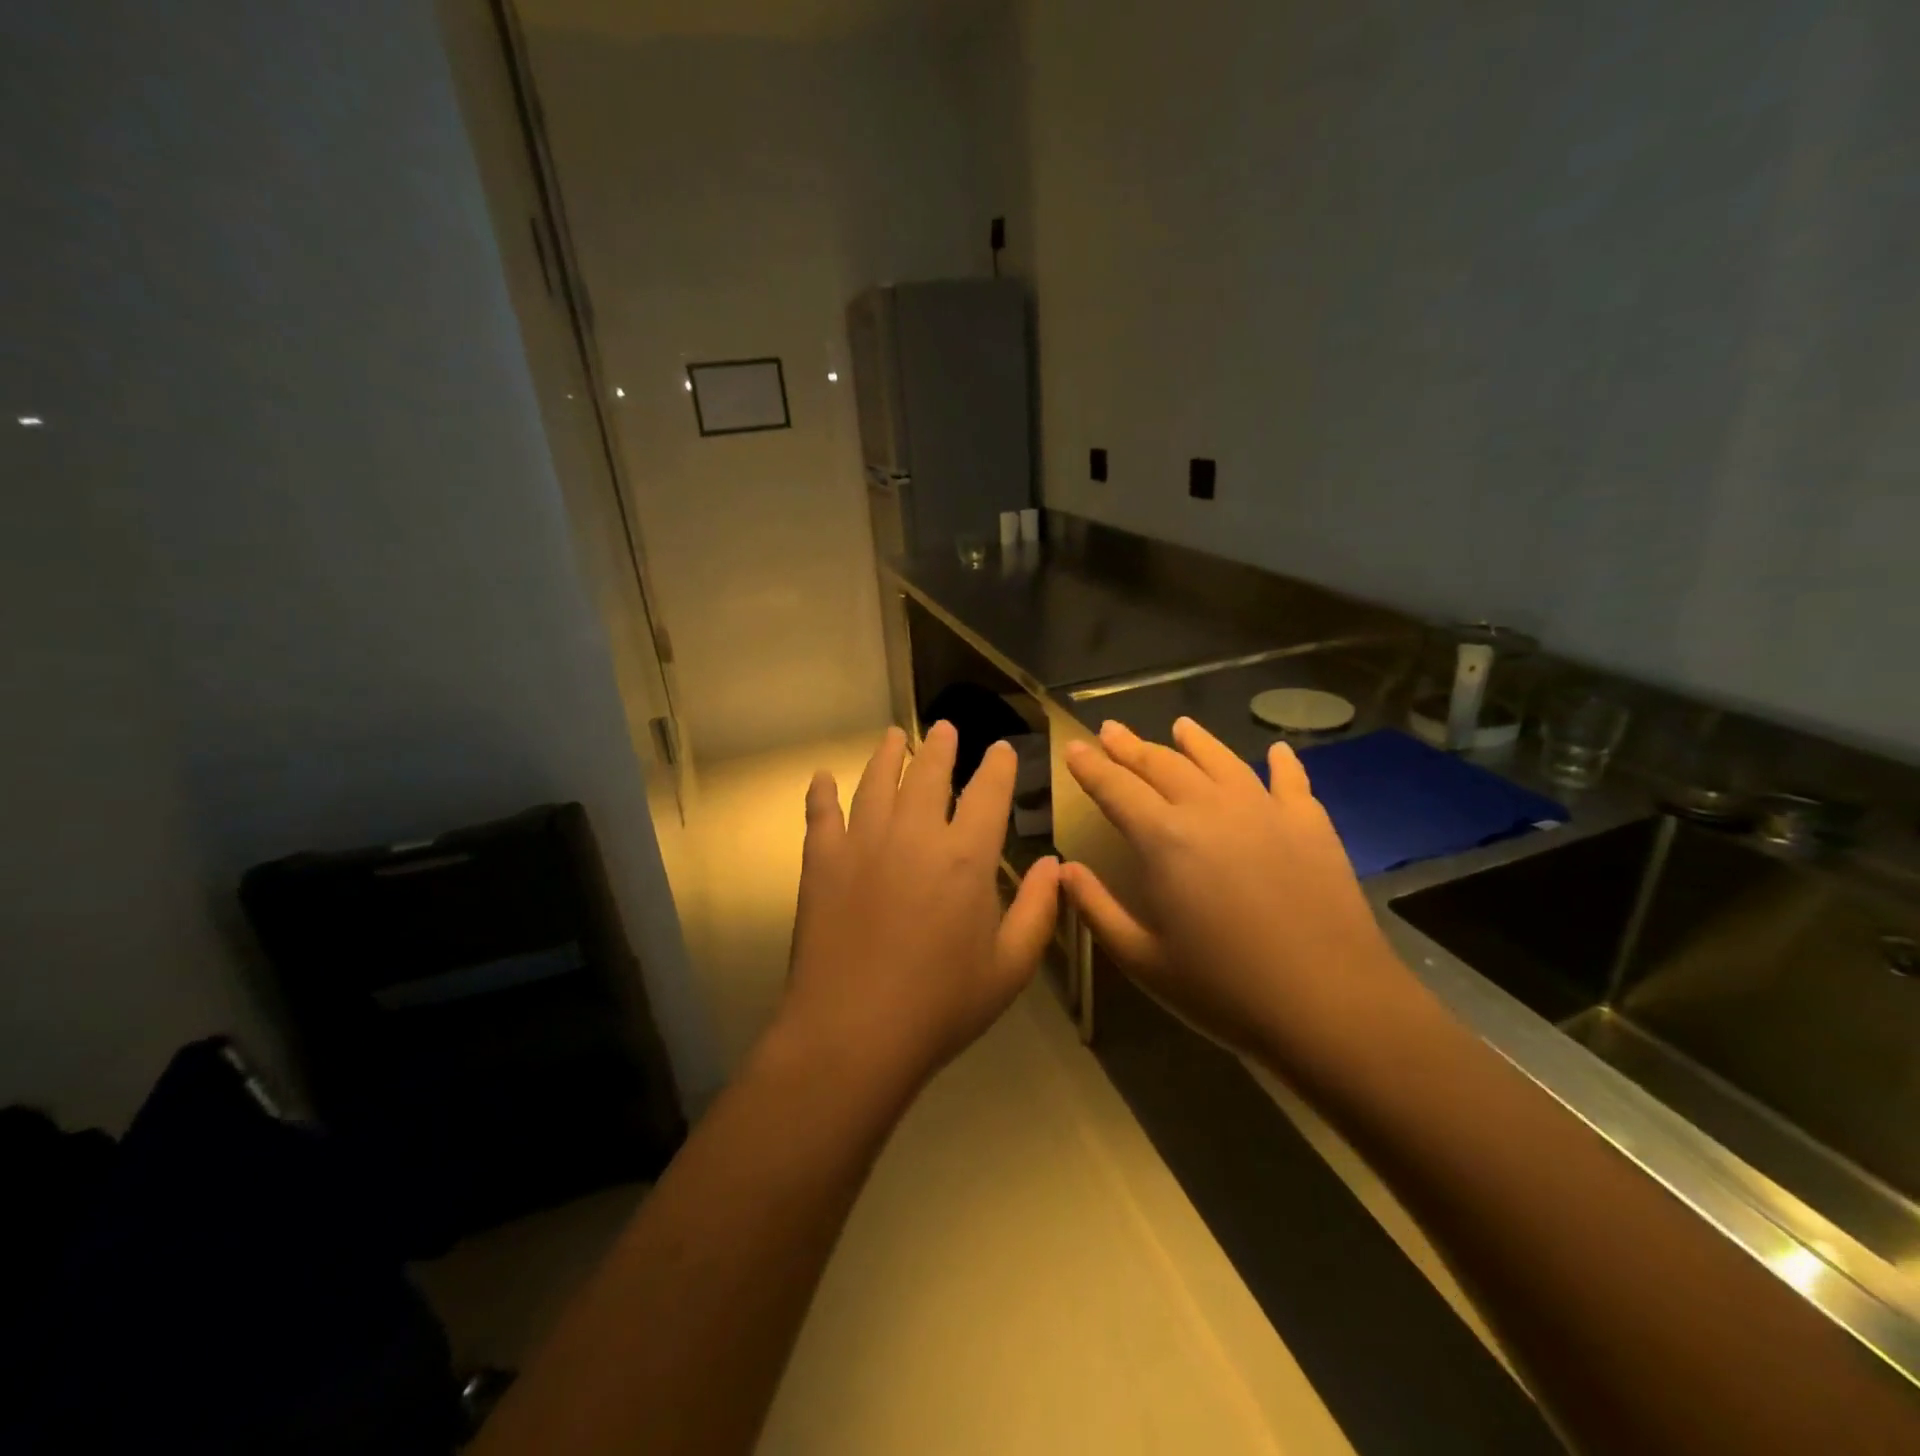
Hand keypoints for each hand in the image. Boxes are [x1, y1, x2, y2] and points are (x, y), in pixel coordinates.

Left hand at [777, 722, 1060, 1091]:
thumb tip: (1052, 864)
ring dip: (886, 755)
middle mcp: (914, 835)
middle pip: (928, 773)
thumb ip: (1038, 910)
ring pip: (876, 782)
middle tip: (943, 728)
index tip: (1000, 749)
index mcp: (965, 857)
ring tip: (893, 736)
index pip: (988, 793)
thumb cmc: (941, 1006)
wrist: (853, 1033)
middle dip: (940, 746)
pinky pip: (821, 814)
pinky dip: (821, 793)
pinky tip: (821, 778)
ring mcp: (863, 843)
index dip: (997, 766)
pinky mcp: (822, 862)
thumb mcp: (1009, 968)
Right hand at [1062, 717, 1408, 1076]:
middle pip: (1162, 764)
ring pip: (1220, 760)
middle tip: (1110, 729)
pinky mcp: (1310, 825)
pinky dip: (1281, 762)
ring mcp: (1265, 811)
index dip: (1090, 766)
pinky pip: (1291, 780)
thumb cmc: (1225, 990)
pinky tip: (1276, 750)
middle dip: (1130, 746)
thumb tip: (1065, 870)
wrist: (1332, 1005)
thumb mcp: (1143, 960)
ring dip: (1195, 741)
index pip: (1115, 788)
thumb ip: (1098, 910)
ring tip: (1179, 725)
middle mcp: (1210, 809)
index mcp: (1164, 839)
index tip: (1073, 747)